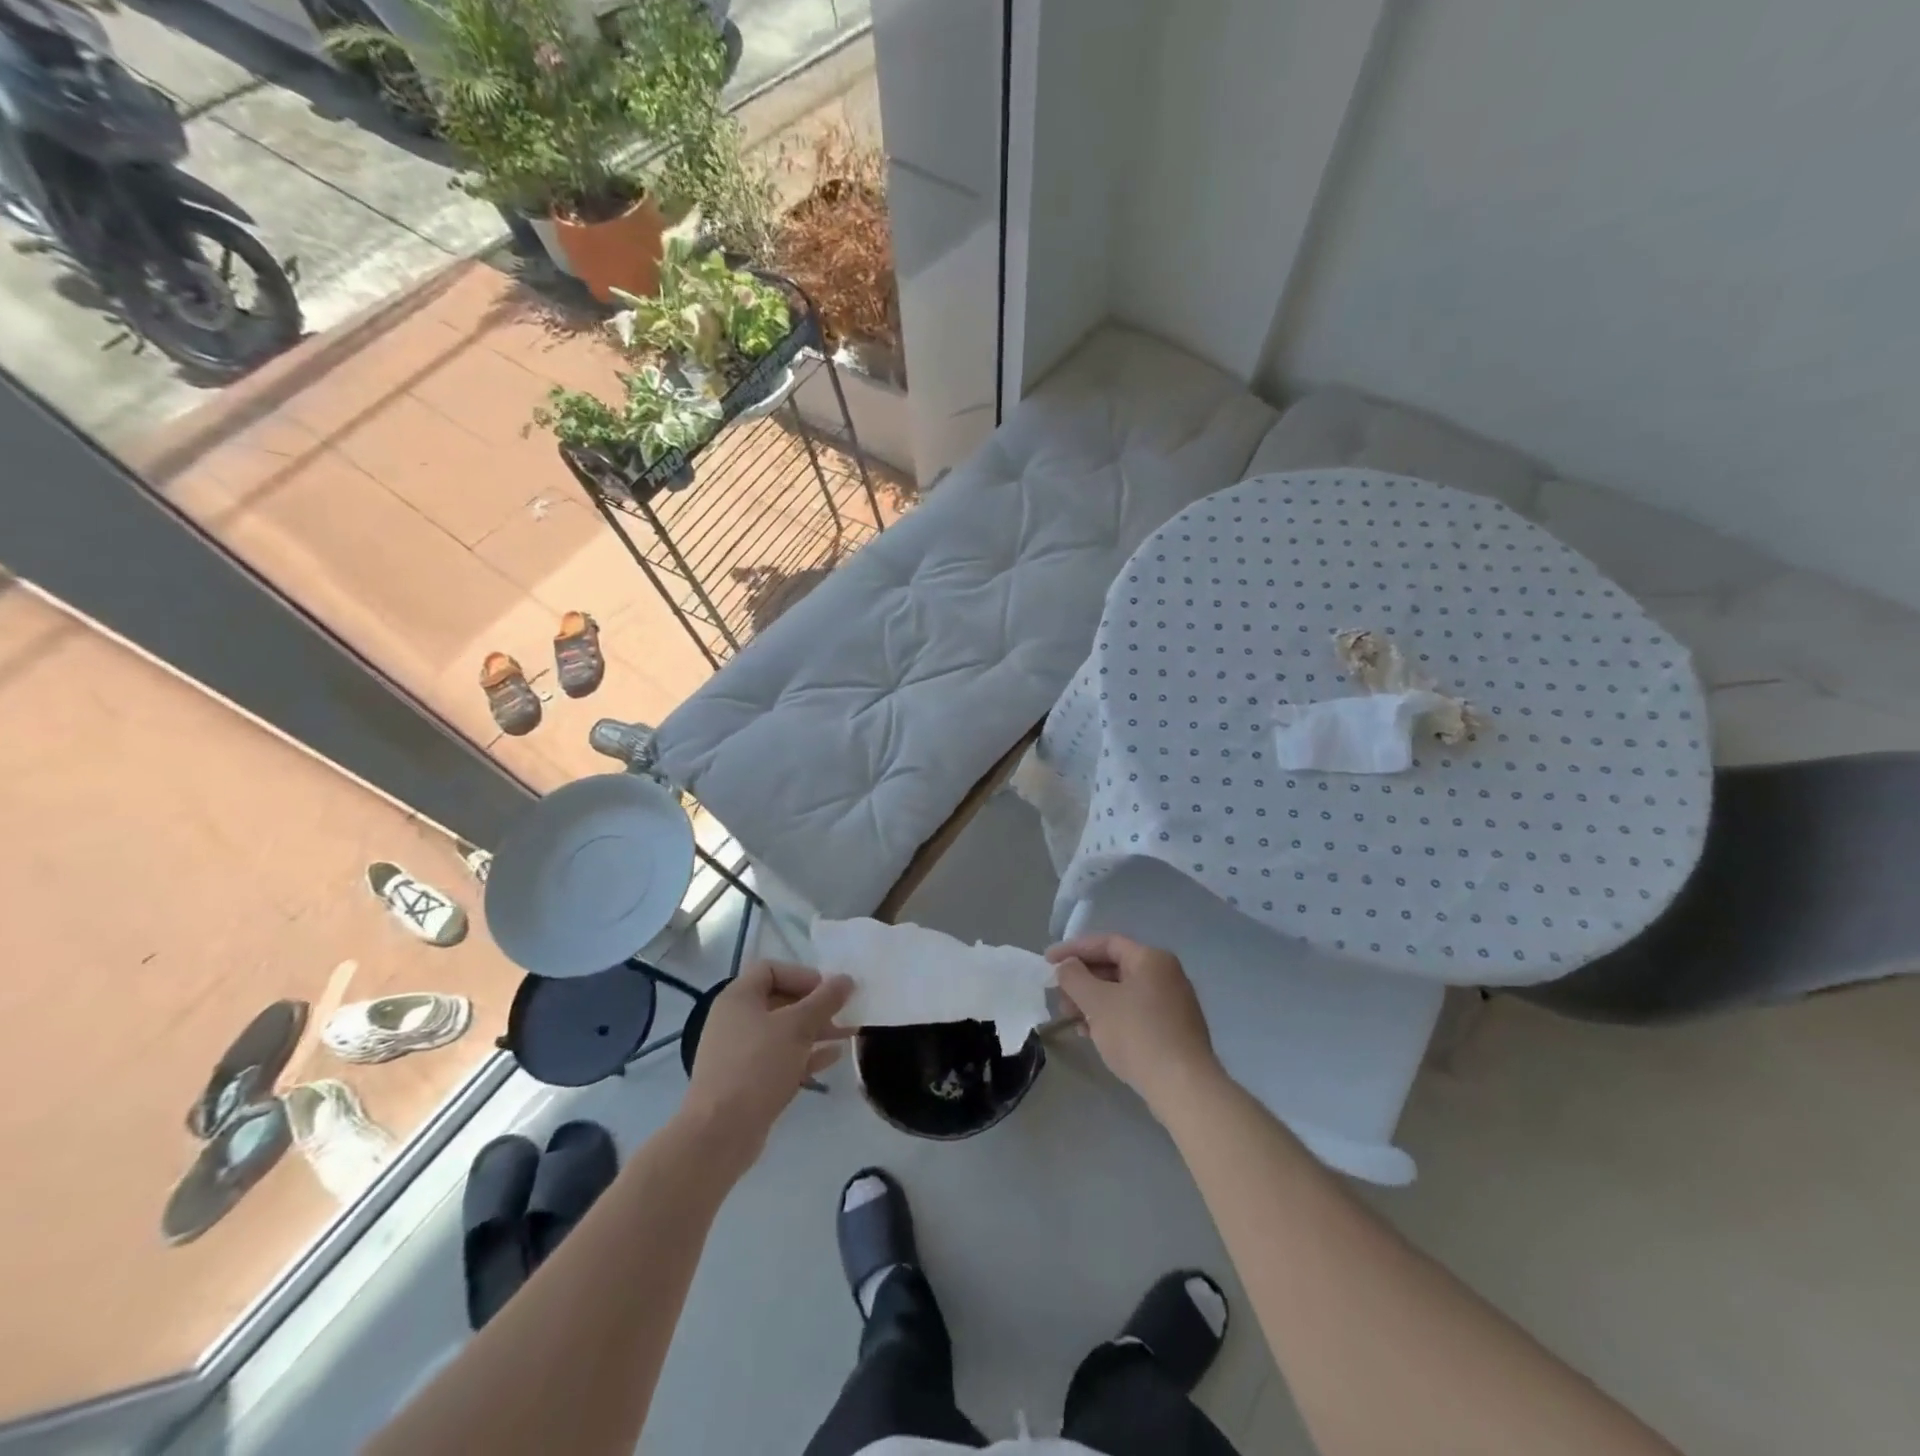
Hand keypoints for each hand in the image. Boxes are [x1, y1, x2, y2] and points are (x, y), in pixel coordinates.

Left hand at [683, 960, 851, 1167]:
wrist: (720, 1133)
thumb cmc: (757, 1066)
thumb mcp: (797, 1027)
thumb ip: (825, 1000)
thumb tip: (846, 979)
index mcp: (738, 997)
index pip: (771, 969)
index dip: (802, 975)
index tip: (827, 992)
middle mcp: (735, 1019)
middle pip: (780, 1000)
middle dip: (815, 1006)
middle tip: (844, 1015)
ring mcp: (739, 1052)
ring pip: (783, 1031)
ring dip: (815, 1030)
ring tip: (847, 1035)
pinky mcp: (746, 1080)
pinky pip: (779, 1057)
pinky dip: (805, 1054)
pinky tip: (832, 1058)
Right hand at [1046, 935, 1221, 1114]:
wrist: (1183, 1087)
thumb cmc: (1137, 1034)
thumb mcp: (1096, 1002)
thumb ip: (1074, 977)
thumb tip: (1067, 966)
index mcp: (1151, 959)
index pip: (1106, 943)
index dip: (1073, 949)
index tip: (1047, 962)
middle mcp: (1166, 974)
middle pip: (1115, 967)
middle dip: (1082, 980)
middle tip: (1058, 996)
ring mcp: (1173, 1003)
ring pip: (1123, 992)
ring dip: (1093, 1002)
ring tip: (1071, 1019)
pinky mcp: (1174, 1030)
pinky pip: (1135, 1013)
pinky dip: (1111, 1017)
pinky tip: (1091, 1034)